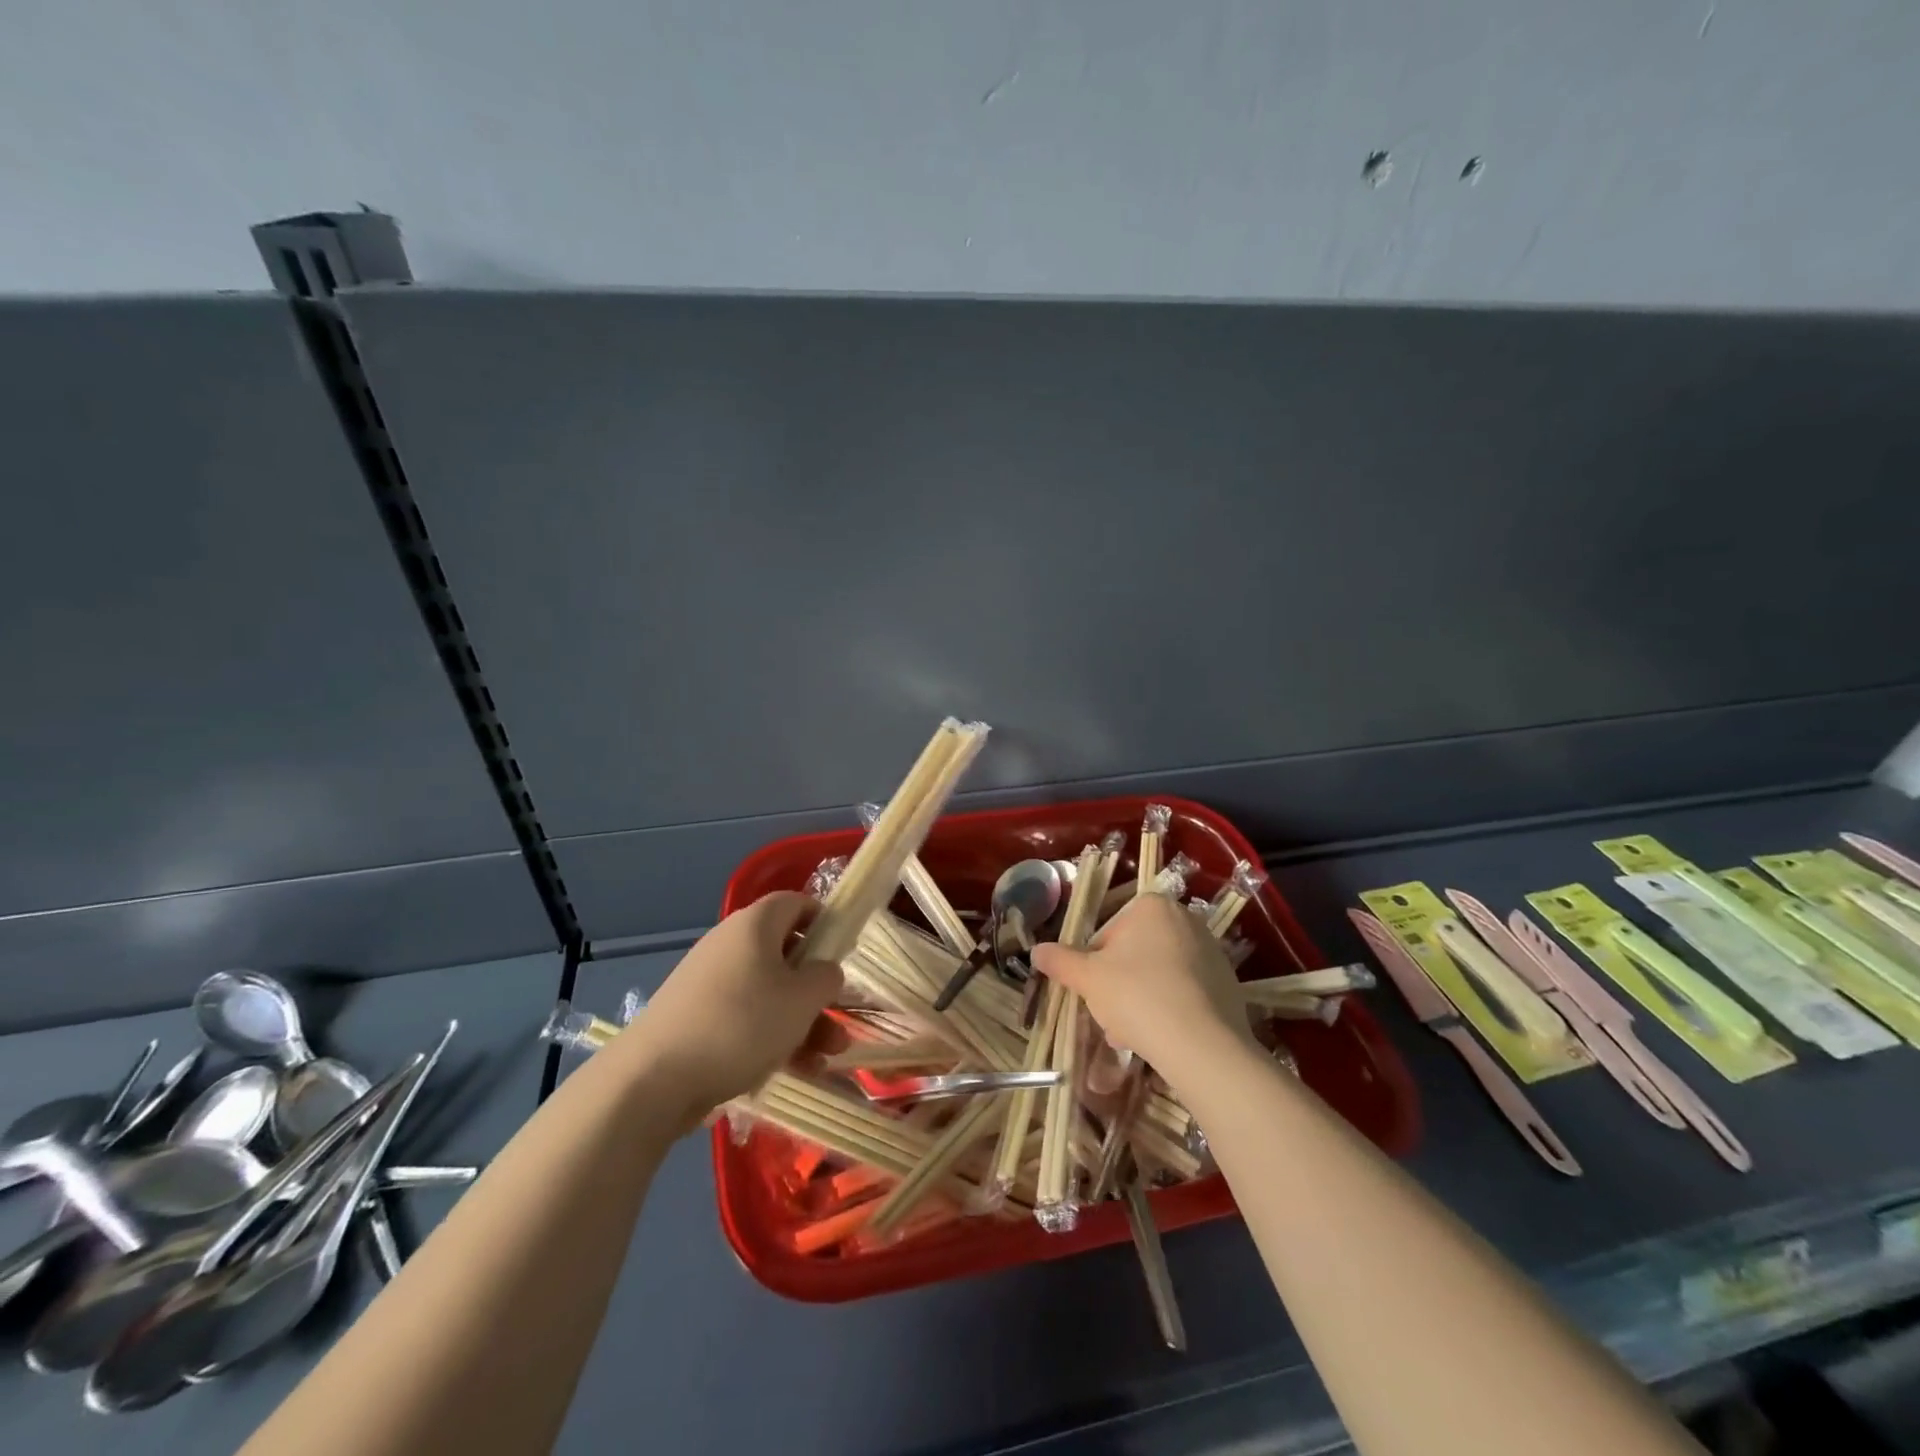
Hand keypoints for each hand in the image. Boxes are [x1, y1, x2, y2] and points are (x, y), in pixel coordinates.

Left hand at [622, 891, 842, 1127]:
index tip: (844, 952)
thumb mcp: (802, 999)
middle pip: (786, 956)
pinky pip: (746, 1018)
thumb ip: (826, 977)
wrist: (653, 1079)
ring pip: (769, 994)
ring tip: (827, 1059)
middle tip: (840, 1022)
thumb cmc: (741, 1024)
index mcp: (755, 924)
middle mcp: (730, 944)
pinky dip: (772, 1038)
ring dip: (803, 1022)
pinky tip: (797, 1071)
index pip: (796, 903)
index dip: (825, 922)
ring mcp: (710, 982)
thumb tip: (825, 971)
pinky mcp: (696, 1018)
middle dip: (818, 991)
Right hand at [1030, 893, 1255, 1084]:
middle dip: (1118, 984)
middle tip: (1110, 1016)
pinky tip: (1161, 1038)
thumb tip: (1035, 950)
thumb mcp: (1088, 979)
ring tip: (1132, 1034)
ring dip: (1140, 999)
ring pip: (1158, 974)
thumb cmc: (1137, 997)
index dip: (1094, 964)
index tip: (1093, 991)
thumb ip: (1060, 961)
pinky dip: (1169, 1009)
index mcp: (1152, 906)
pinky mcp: (1227, 983)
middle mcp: (1185, 919)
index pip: (1108, 932)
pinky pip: (1185, 991)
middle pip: (1134, 953)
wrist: (1203, 1046)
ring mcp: (1210, 951)